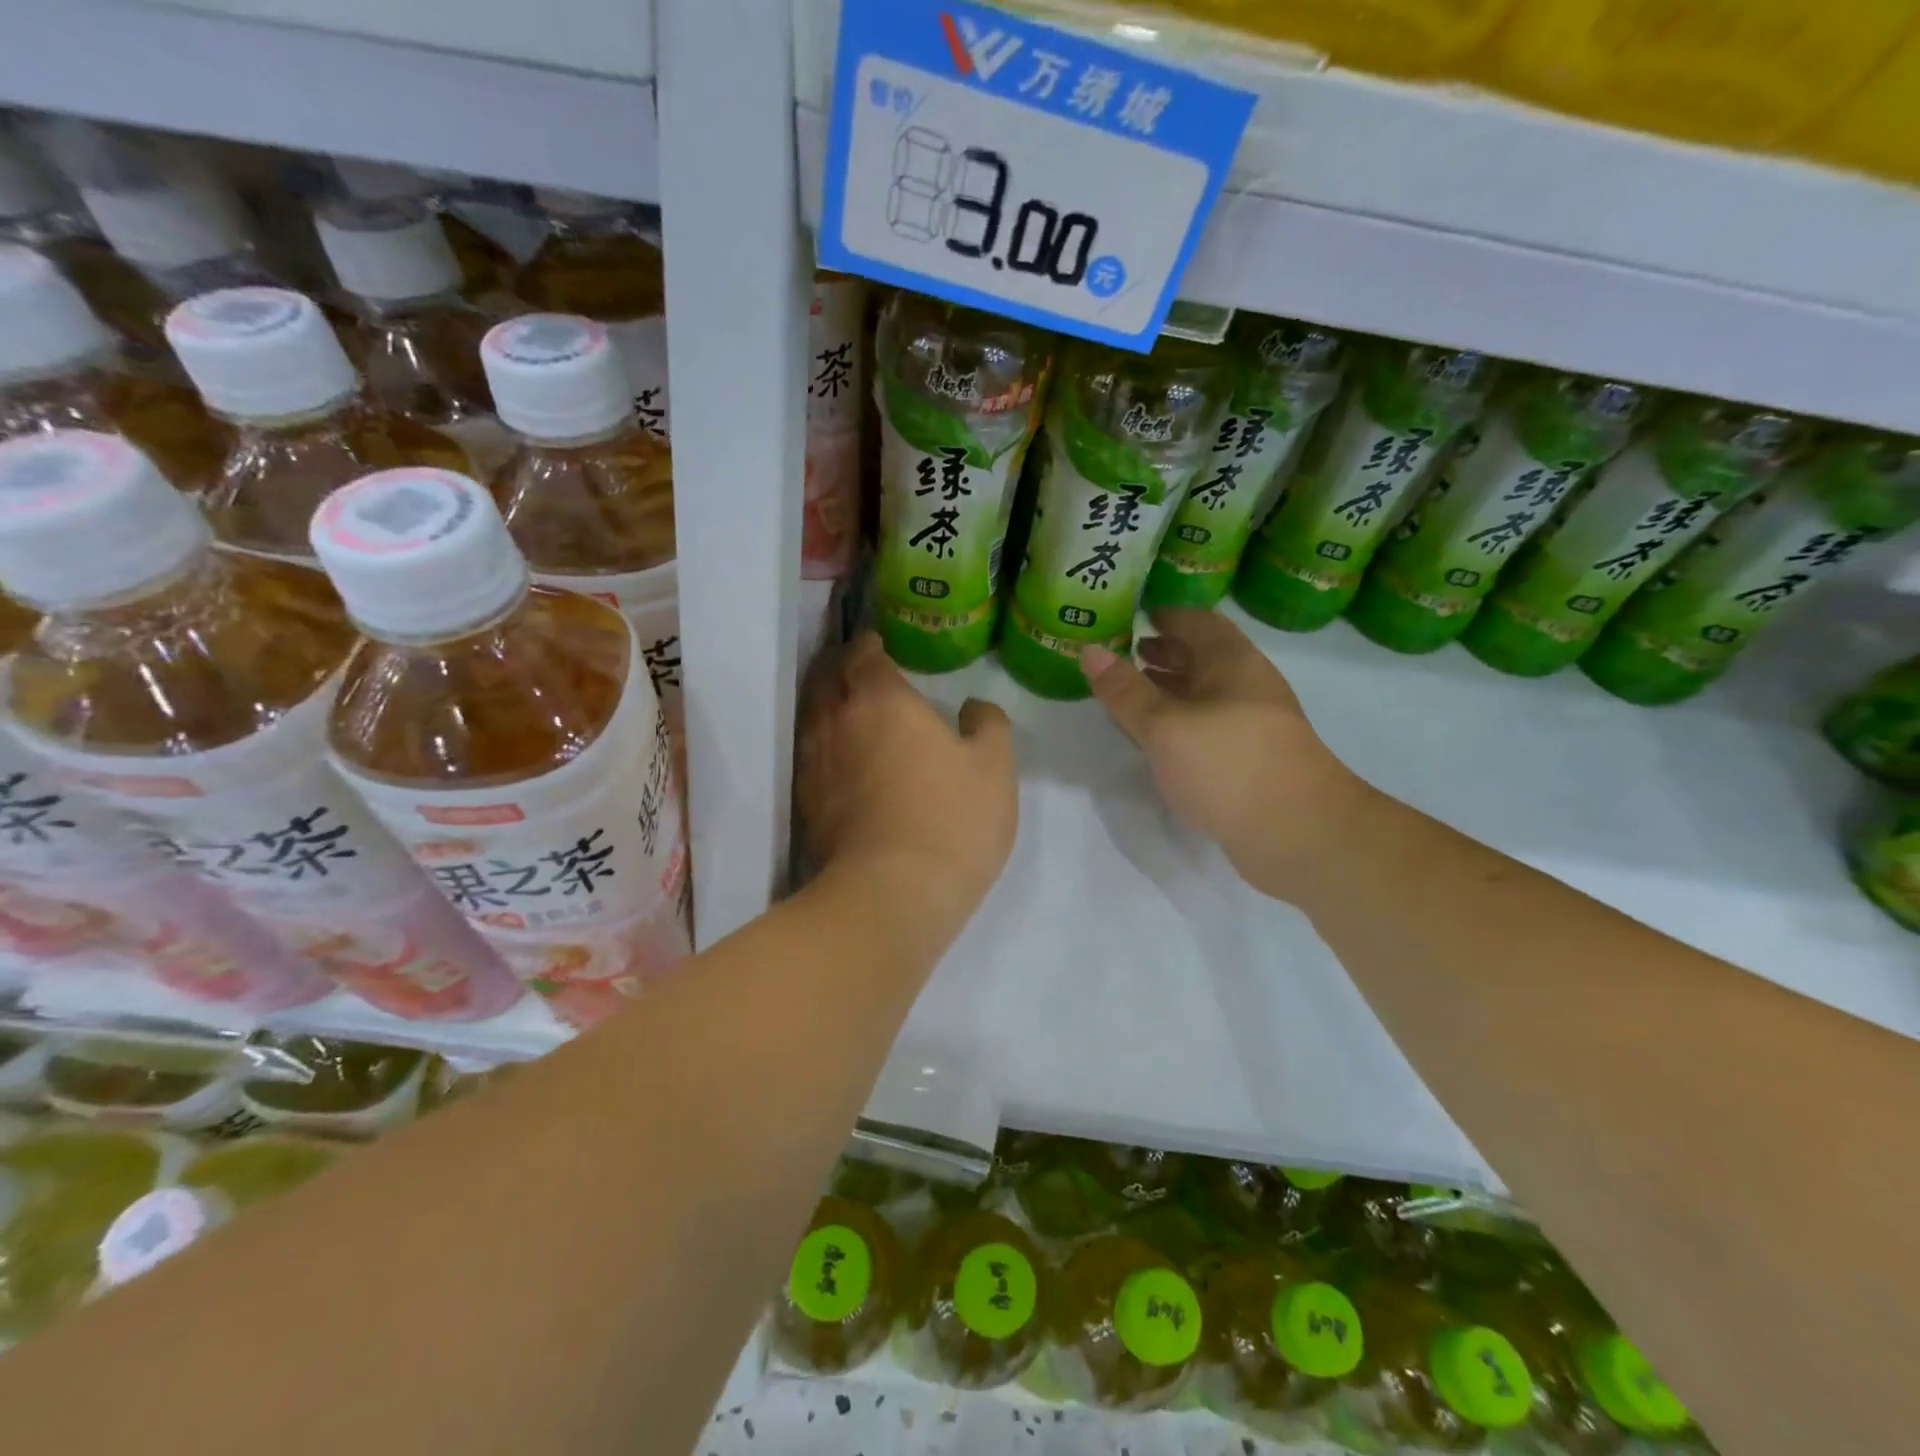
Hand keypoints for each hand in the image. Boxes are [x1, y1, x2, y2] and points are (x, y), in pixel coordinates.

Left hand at [798, 632, 1017, 932]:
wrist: (893, 894)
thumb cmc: (951, 818)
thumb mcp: (994, 767)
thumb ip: (988, 724)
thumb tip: (973, 707)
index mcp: (881, 700)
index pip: (864, 654)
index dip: (870, 645)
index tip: (880, 644)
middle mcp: (837, 722)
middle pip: (827, 679)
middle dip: (841, 668)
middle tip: (861, 669)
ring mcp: (815, 764)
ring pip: (813, 718)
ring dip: (827, 705)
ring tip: (848, 708)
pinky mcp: (808, 804)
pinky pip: (811, 757)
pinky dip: (824, 746)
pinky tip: (841, 759)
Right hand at [1080, 609, 1367, 895]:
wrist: (1299, 833)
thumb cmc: (1228, 765)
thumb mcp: (1164, 726)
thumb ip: (1125, 690)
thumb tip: (1089, 650)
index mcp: (1232, 662)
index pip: (1197, 621)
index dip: (1166, 615)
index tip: (1132, 615)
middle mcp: (1246, 685)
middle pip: (1202, 656)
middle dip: (1163, 652)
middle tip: (1123, 653)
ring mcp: (1251, 724)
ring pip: (1204, 693)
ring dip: (1169, 689)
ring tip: (1129, 693)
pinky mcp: (1249, 759)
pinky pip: (1207, 726)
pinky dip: (1179, 722)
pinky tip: (1156, 738)